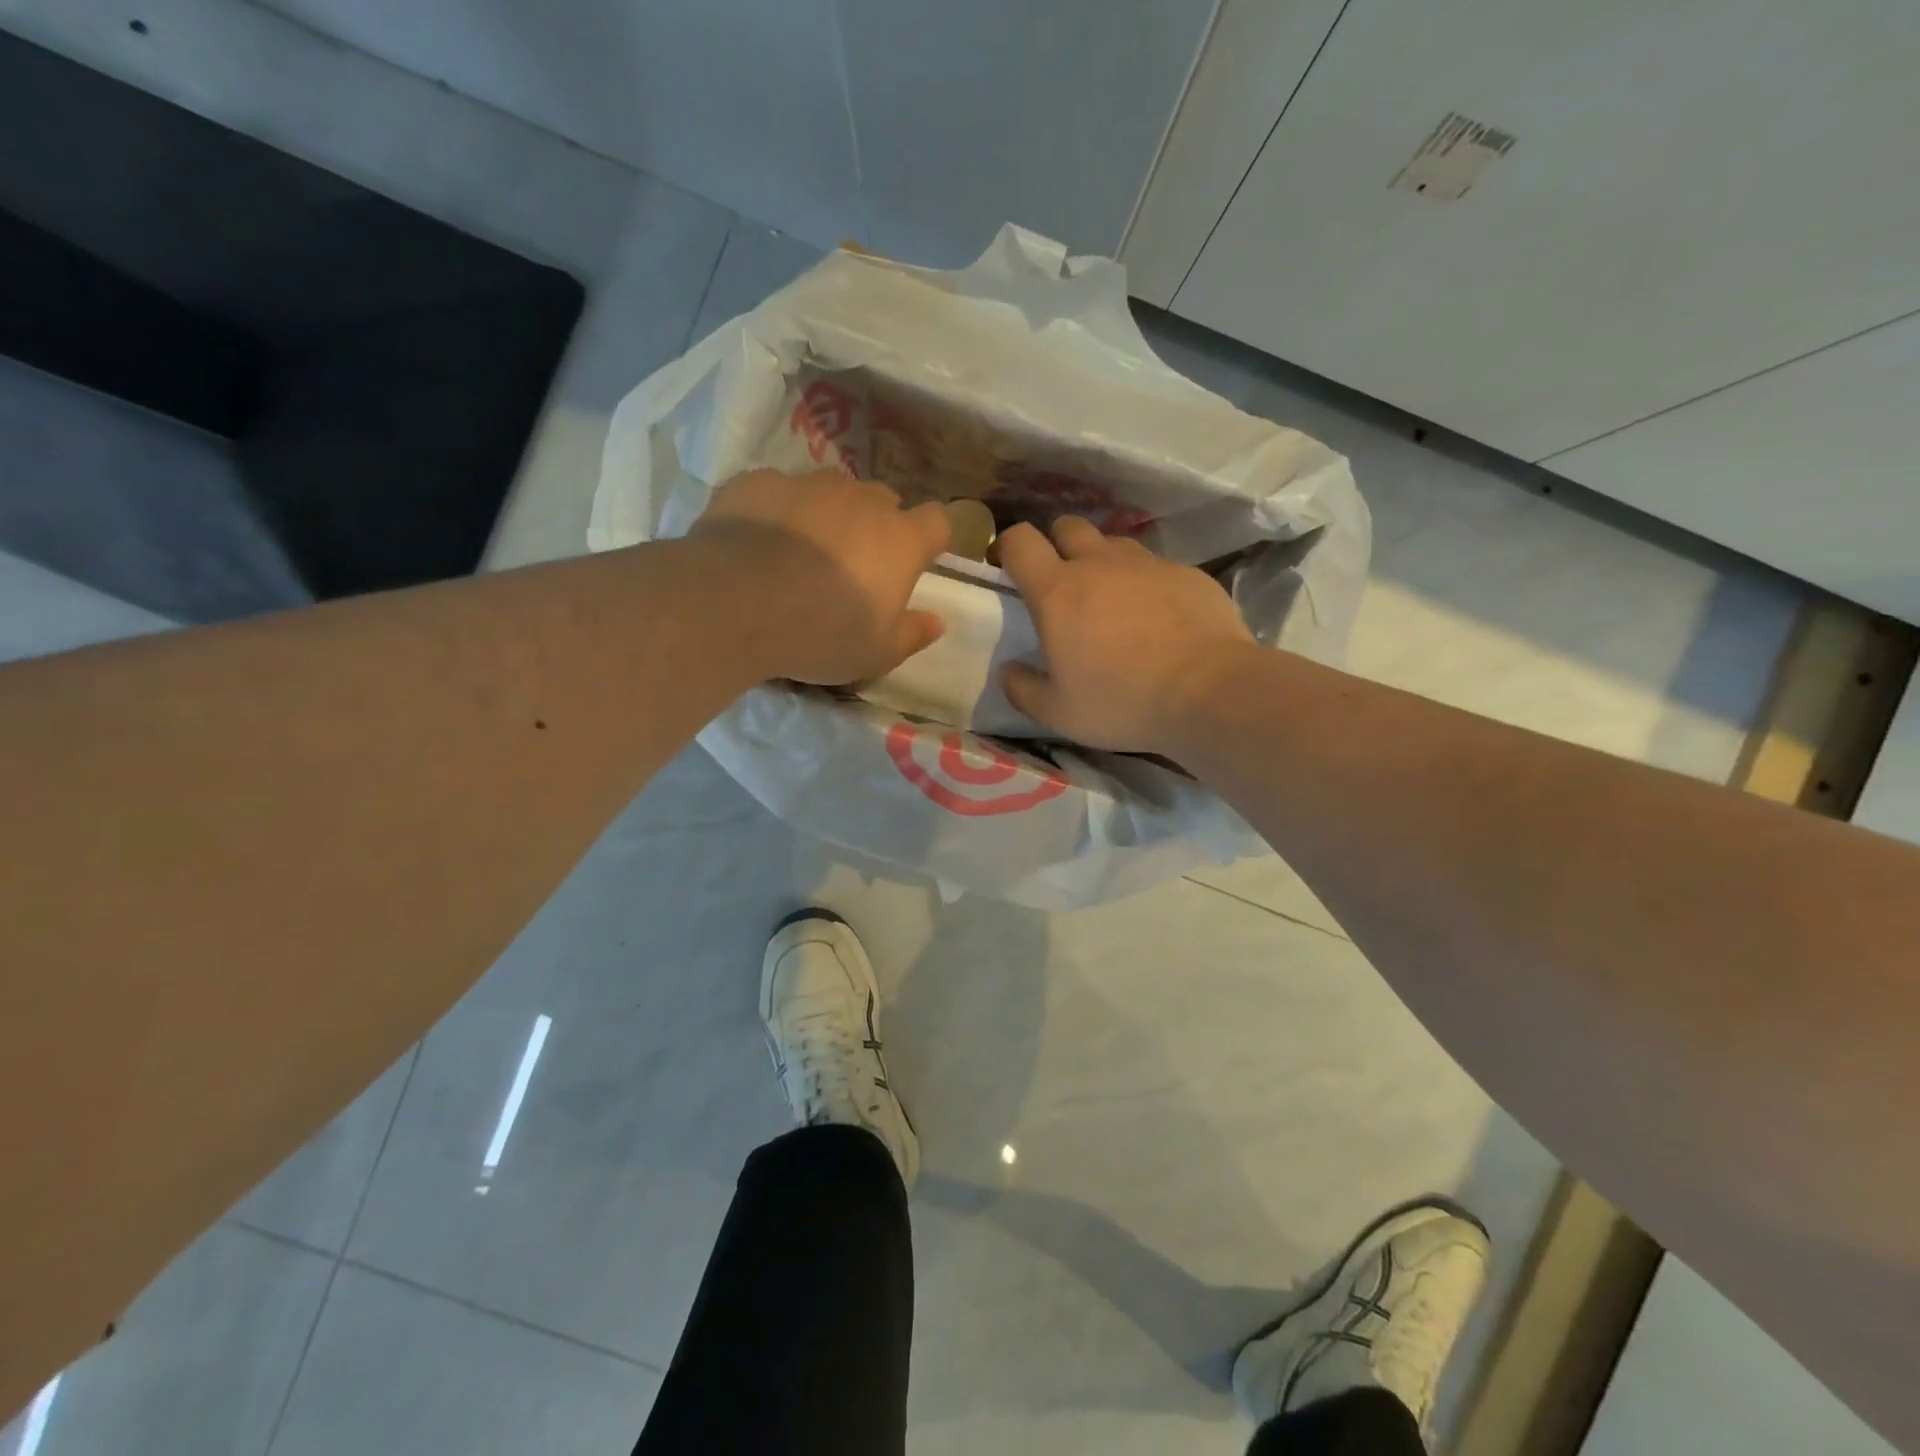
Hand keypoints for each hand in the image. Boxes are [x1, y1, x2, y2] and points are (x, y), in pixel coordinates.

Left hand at [689, 469, 949, 684]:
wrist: (734, 604)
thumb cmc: (821, 634)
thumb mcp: (877, 653)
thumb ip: (912, 634)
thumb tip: (936, 622)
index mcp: (900, 540)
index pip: (937, 521)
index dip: (929, 540)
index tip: (916, 562)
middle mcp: (860, 500)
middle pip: (882, 500)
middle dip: (876, 525)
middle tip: (854, 564)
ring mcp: (807, 484)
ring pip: (830, 491)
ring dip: (826, 515)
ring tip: (801, 552)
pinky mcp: (758, 481)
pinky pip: (778, 491)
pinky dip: (777, 511)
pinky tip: (756, 543)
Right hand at [998, 518, 1255, 752]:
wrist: (1210, 691)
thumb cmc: (1122, 701)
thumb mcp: (1059, 712)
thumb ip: (1022, 689)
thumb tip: (1008, 671)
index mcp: (1058, 591)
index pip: (1020, 540)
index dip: (1008, 547)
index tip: (1008, 568)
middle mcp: (1099, 564)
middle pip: (1068, 526)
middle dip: (1057, 545)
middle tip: (1063, 584)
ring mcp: (1147, 564)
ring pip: (1114, 544)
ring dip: (1103, 562)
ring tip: (1112, 601)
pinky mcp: (1187, 573)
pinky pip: (1156, 567)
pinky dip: (1147, 584)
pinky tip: (1159, 618)